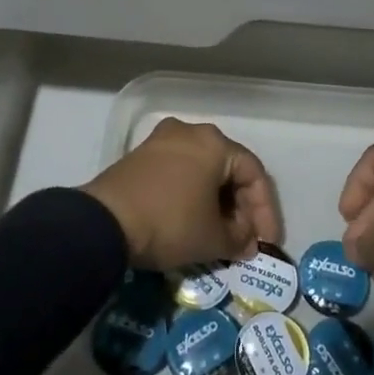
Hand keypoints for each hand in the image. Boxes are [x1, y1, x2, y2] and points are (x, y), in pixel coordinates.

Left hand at [83, 117, 282, 271]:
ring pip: (203, 170)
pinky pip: (181, 171)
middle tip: (245, 240)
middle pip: (228, 168)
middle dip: (241, 207)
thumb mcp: (213, 239)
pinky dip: (193, 195)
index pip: (254, 174)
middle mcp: (191, 131)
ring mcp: (163, 140)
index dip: (265, 212)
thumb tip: (246, 241)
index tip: (267, 243)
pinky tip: (194, 221)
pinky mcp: (142, 154)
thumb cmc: (170, 222)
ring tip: (221, 235)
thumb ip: (239, 238)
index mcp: (215, 143)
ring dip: (217, 202)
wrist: (106, 222)